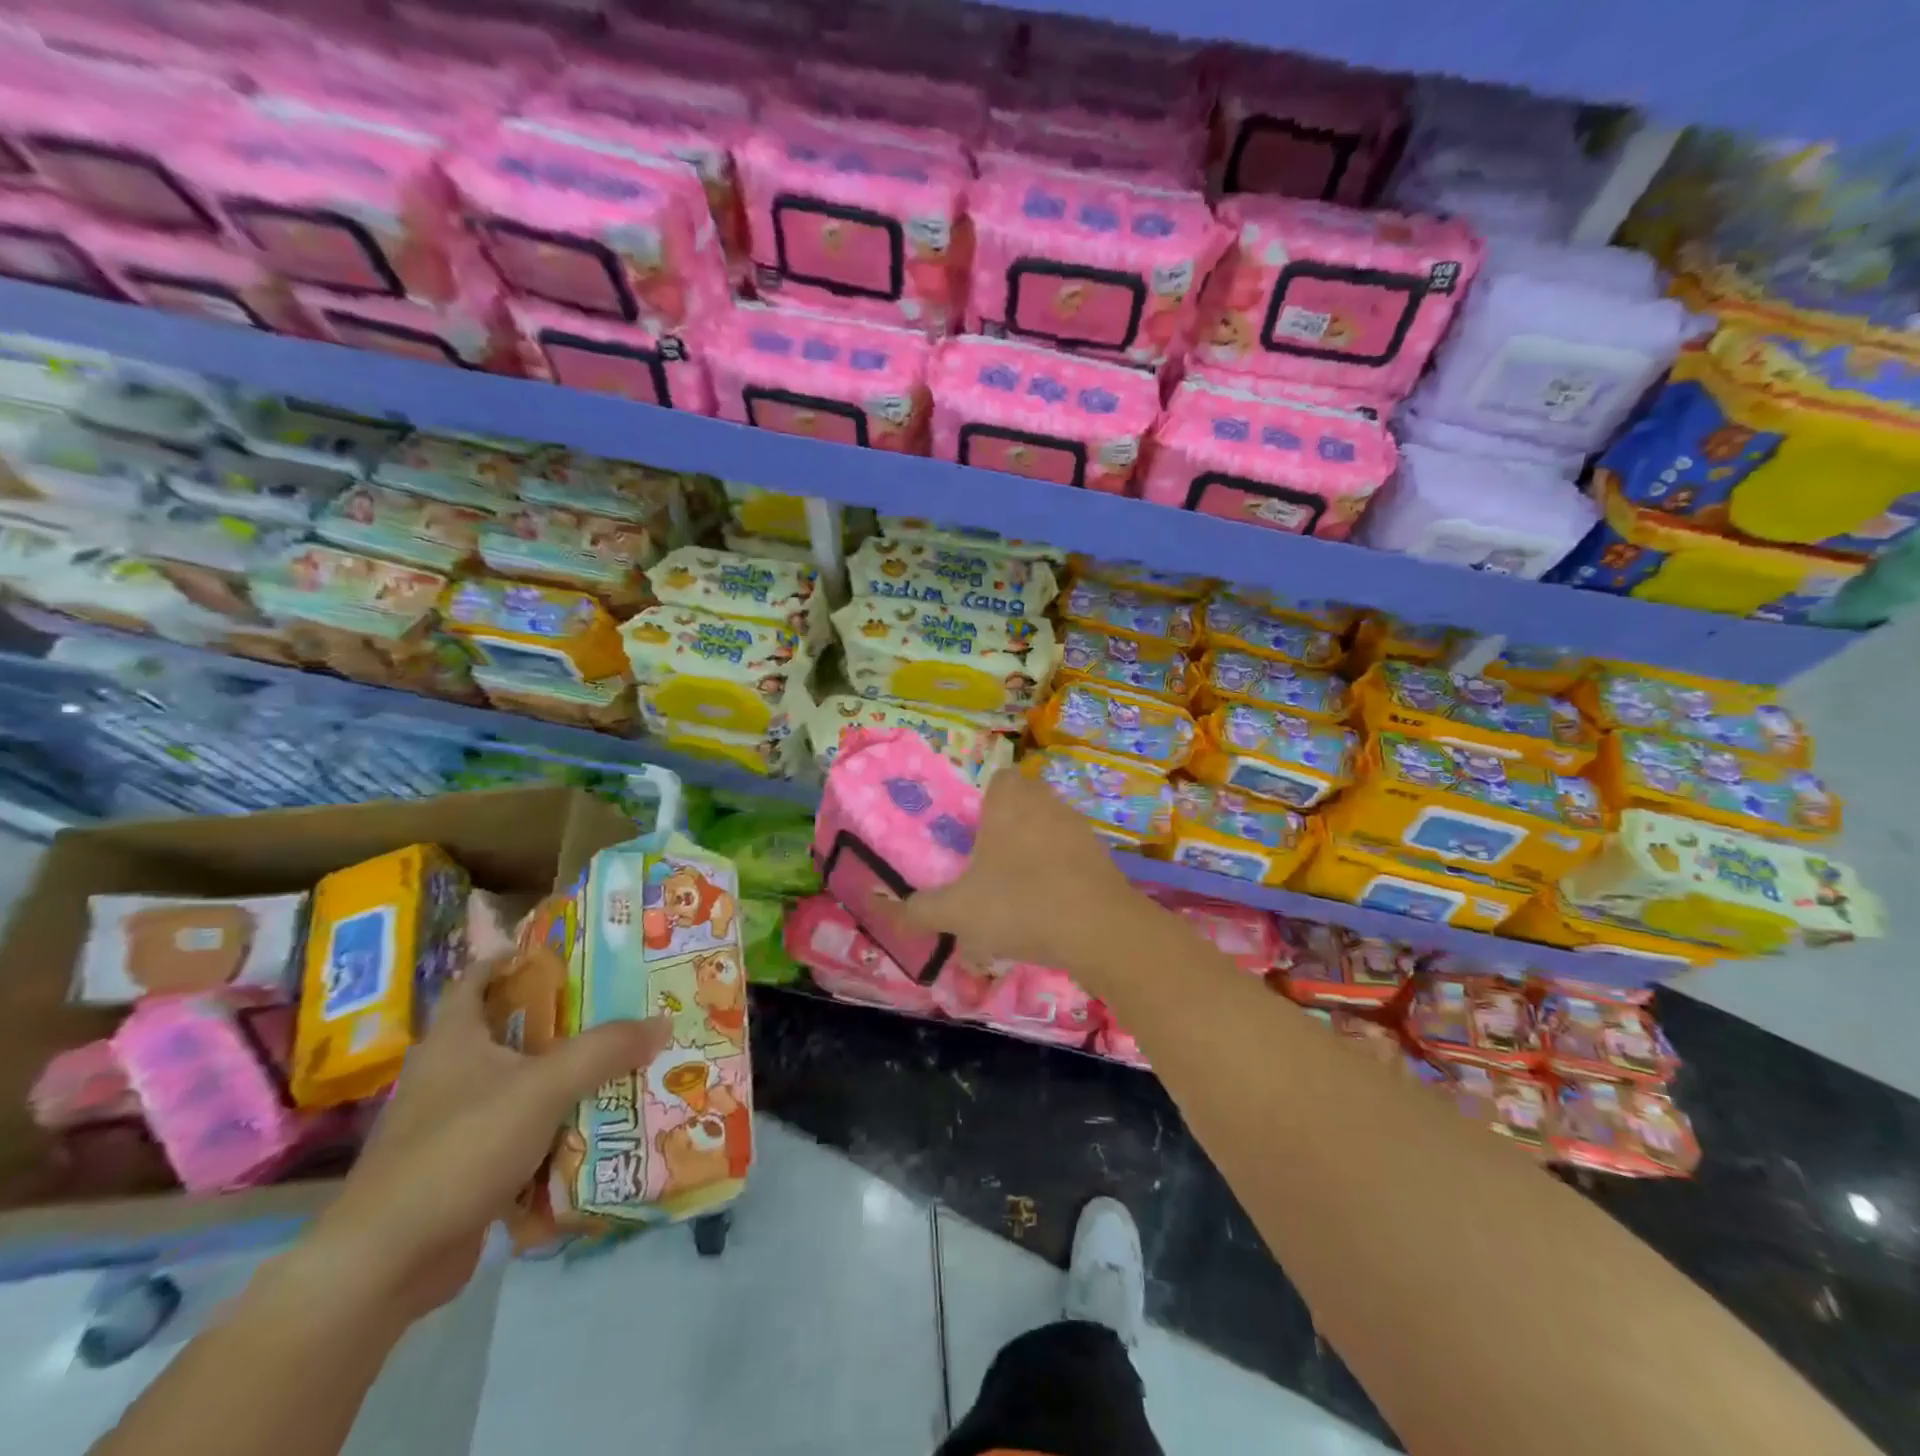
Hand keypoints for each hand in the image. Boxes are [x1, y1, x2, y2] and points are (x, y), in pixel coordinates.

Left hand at [299, 964, 669, 1323]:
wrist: (386, 1262)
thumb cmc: (459, 1149)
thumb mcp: (544, 1087)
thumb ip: (605, 1050)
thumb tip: (663, 1021)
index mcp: (453, 1040)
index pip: (476, 979)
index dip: (512, 959)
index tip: (562, 952)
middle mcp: (446, 1074)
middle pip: (506, 1031)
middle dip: (558, 1019)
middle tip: (614, 1006)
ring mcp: (448, 1124)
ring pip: (515, 1084)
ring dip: (559, 1075)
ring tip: (615, 1062)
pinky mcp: (458, 1168)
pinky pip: (515, 1131)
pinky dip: (549, 1126)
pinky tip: (589, 1125)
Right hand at [885, 769, 1138, 970]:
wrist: (1099, 930)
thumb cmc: (1019, 905)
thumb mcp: (956, 912)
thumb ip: (919, 909)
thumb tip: (892, 906)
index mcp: (1011, 801)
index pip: (998, 778)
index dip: (983, 802)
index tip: (971, 835)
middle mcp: (1047, 803)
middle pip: (1023, 803)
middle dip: (1006, 828)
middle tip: (986, 864)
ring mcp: (1080, 828)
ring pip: (1048, 829)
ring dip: (1033, 851)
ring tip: (1015, 892)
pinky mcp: (1102, 857)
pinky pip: (1071, 856)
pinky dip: (1058, 874)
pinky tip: (1048, 909)